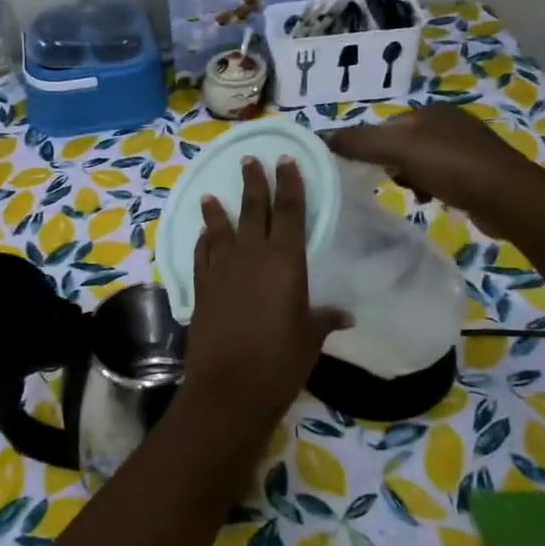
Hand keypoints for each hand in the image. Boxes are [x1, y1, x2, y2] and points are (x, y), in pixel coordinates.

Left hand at [182, 158, 349, 433]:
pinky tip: (203, 234)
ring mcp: (221, 269)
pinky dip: (203, 241)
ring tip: (213, 194)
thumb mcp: (310, 338)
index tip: (285, 161)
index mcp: (285, 261)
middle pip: (253, 210)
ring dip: (218, 210)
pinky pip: (201, 254)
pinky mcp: (200, 287)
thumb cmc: (280, 361)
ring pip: (220, 228)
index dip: (289, 184)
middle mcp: (251, 255)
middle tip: (250, 160)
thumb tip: (344, 315)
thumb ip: (323, 319)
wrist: (230, 386)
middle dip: (254, 182)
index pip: (289, 211)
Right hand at [327, 104, 544, 219]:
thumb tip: (323, 138)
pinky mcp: (480, 172)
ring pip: (421, 161)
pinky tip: (432, 200)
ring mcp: (468, 147)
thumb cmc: (450, 166)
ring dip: (410, 178)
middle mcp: (450, 122)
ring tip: (413, 194)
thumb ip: (359, 142)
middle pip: (402, 143)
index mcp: (431, 110)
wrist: (508, 198)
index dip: (371, 147)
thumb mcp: (397, 149)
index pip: (386, 125)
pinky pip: (441, 176)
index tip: (365, 169)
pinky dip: (431, 187)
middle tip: (391, 182)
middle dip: (391, 164)